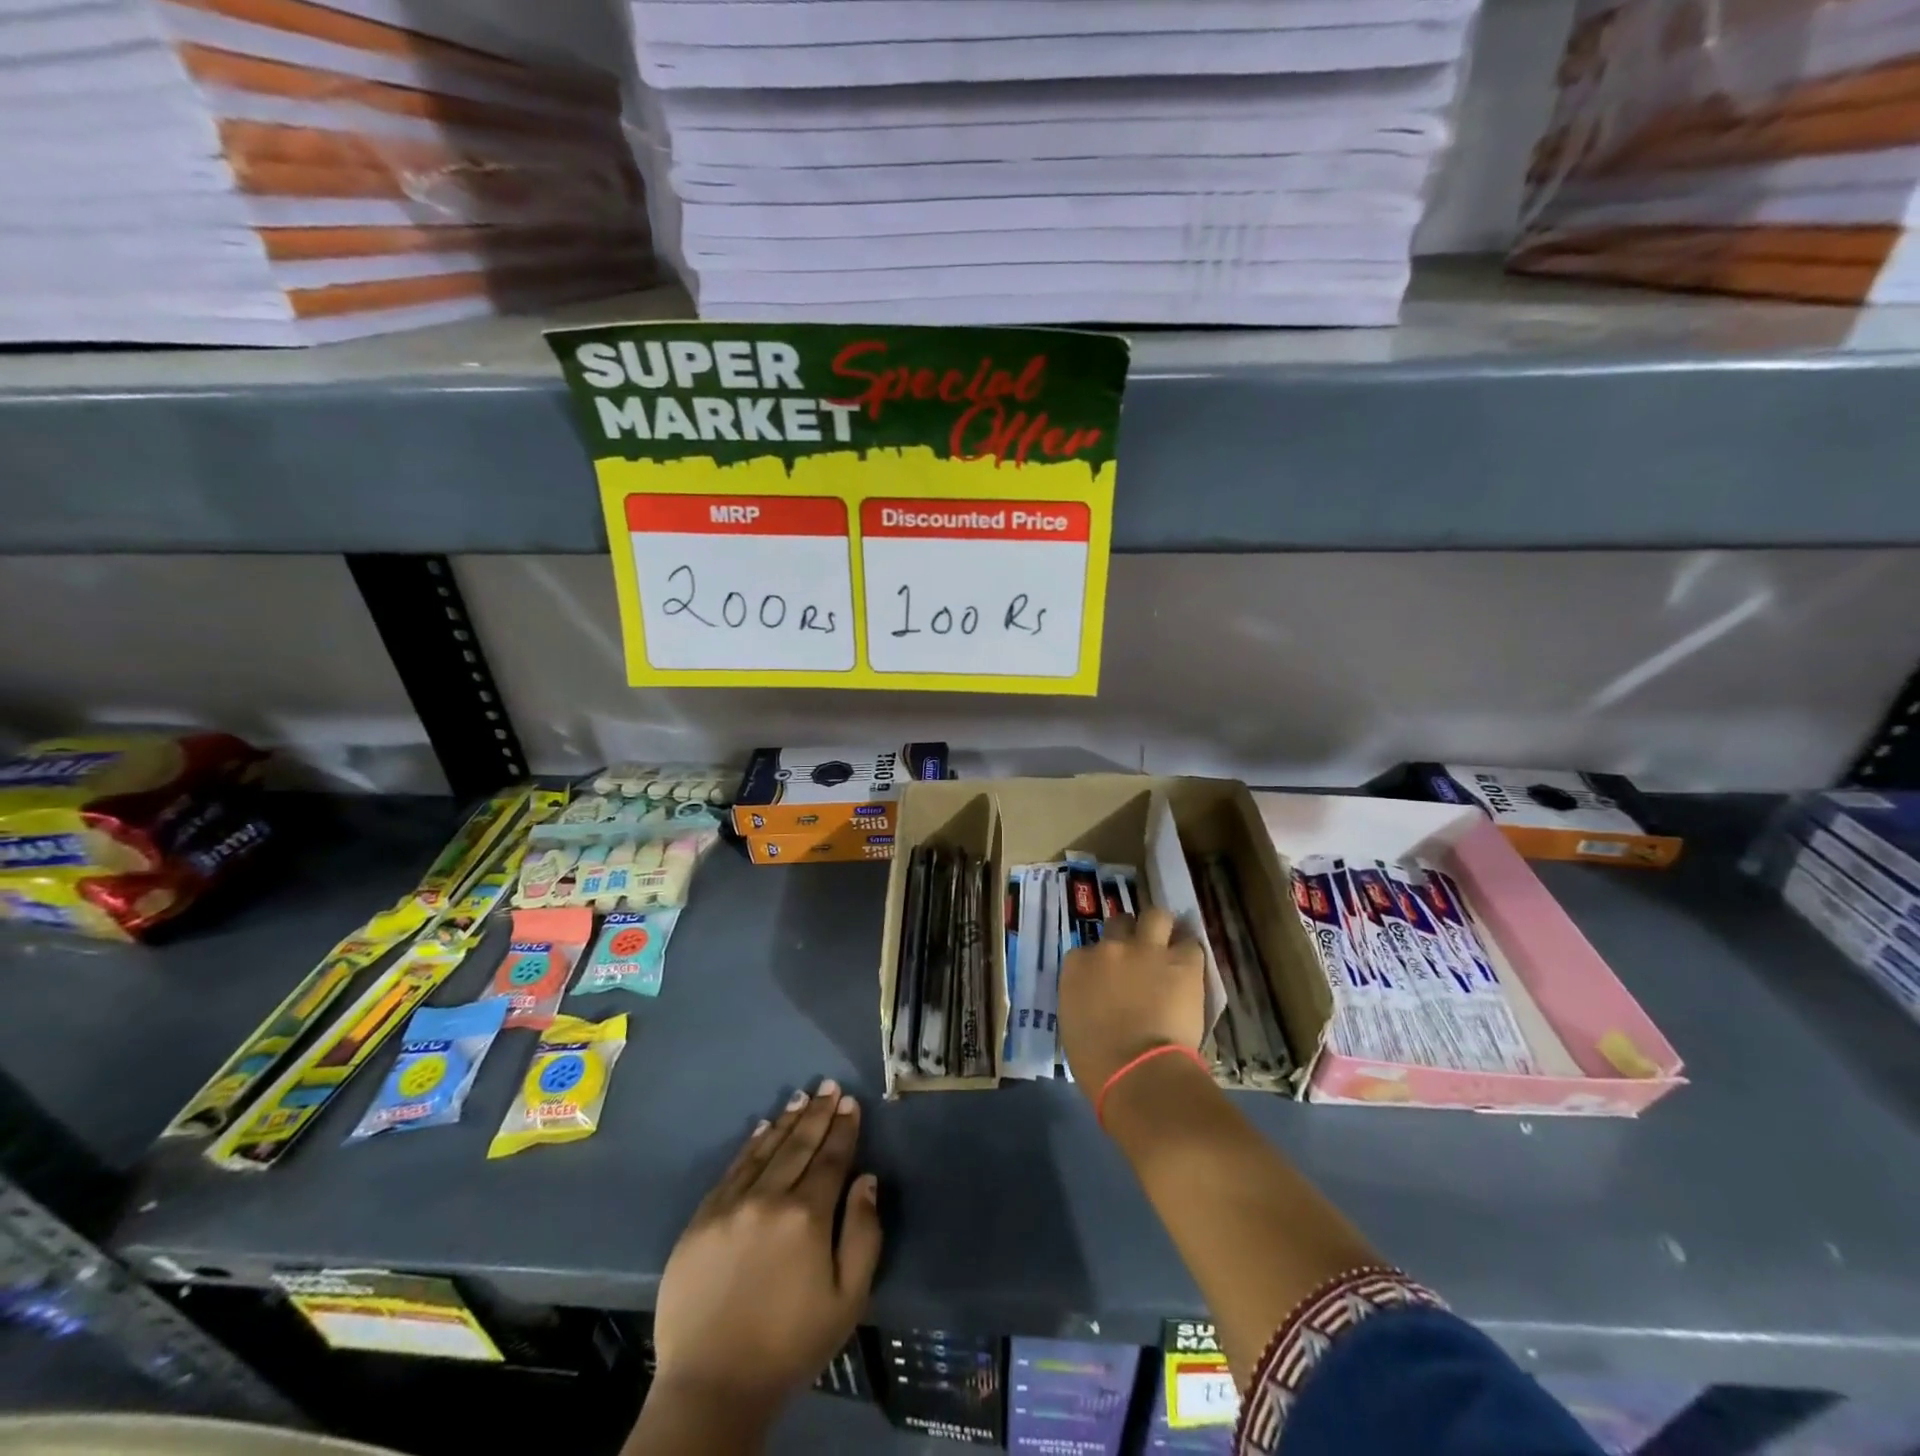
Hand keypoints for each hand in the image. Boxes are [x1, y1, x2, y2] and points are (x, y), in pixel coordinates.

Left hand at [652, 1078, 881, 1415]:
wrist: (712, 1386)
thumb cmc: (790, 1345)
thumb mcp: (848, 1300)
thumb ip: (863, 1234)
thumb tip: (866, 1180)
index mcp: (808, 1217)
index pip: (831, 1159)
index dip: (843, 1129)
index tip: (850, 1103)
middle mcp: (769, 1199)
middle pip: (799, 1146)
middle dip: (818, 1114)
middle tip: (829, 1086)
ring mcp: (731, 1206)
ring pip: (765, 1151)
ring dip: (786, 1121)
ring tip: (801, 1097)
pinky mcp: (701, 1219)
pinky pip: (731, 1170)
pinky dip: (750, 1146)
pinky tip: (761, 1129)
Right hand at [1058, 906, 1205, 1097]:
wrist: (1139, 1072)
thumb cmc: (1097, 1062)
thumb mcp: (1073, 1023)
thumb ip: (1082, 998)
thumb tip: (1097, 998)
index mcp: (1078, 965)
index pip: (1087, 949)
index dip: (1101, 961)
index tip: (1109, 976)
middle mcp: (1110, 947)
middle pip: (1120, 923)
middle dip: (1129, 935)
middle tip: (1139, 956)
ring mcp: (1146, 950)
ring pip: (1157, 916)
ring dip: (1162, 929)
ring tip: (1169, 947)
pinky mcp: (1182, 962)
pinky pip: (1191, 944)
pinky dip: (1190, 956)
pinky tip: (1191, 970)